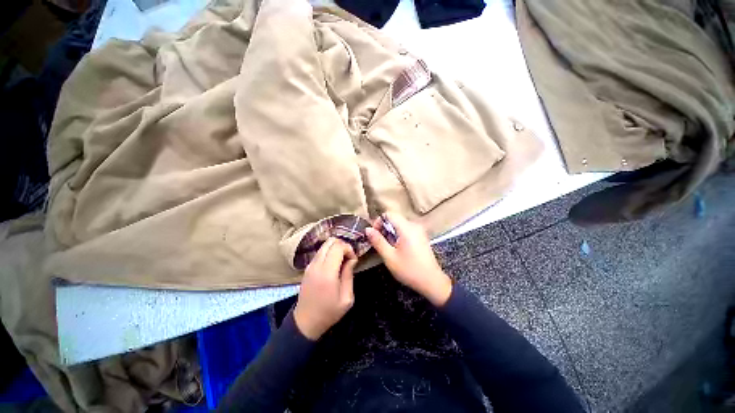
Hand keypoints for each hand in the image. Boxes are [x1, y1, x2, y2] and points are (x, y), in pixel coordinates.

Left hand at [293, 238, 356, 339]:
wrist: (306, 322)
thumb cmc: (329, 312)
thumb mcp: (347, 298)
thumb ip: (349, 275)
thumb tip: (351, 258)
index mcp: (327, 273)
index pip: (338, 247)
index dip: (348, 249)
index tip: (353, 260)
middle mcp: (316, 265)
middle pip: (330, 241)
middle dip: (343, 245)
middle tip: (348, 258)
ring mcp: (310, 265)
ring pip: (324, 244)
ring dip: (336, 248)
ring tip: (342, 261)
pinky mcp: (307, 267)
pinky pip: (320, 252)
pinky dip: (329, 252)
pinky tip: (334, 264)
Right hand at [365, 212, 451, 305]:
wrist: (432, 281)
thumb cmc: (409, 270)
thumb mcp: (390, 257)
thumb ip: (378, 241)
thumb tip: (367, 229)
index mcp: (407, 228)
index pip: (389, 214)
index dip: (379, 221)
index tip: (374, 234)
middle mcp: (414, 225)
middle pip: (395, 218)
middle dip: (384, 228)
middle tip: (379, 242)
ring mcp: (419, 231)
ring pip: (400, 224)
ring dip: (390, 232)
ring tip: (387, 247)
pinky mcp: (421, 236)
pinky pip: (406, 230)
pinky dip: (398, 235)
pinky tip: (397, 248)